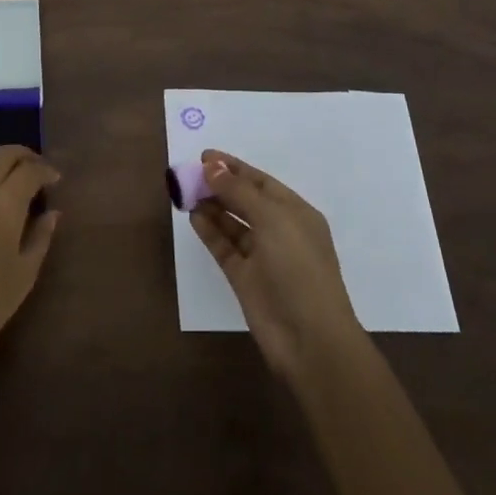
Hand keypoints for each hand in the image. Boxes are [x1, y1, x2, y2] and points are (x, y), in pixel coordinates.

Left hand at [0, 145, 59, 394]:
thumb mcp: (24, 274)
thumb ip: (42, 236)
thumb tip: (53, 211)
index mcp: (3, 203)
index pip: (30, 170)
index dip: (46, 171)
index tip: (55, 181)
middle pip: (3, 154)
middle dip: (24, 157)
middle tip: (36, 171)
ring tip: (10, 175)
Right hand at [190, 149, 365, 382]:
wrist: (309, 338)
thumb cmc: (299, 268)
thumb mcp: (272, 219)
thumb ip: (239, 191)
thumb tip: (211, 166)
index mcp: (296, 213)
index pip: (261, 182)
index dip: (234, 167)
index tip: (205, 156)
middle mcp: (280, 231)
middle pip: (245, 200)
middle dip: (220, 185)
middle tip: (189, 174)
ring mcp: (262, 256)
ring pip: (232, 223)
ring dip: (212, 206)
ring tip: (186, 192)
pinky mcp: (245, 278)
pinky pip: (224, 247)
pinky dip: (210, 231)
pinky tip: (193, 216)